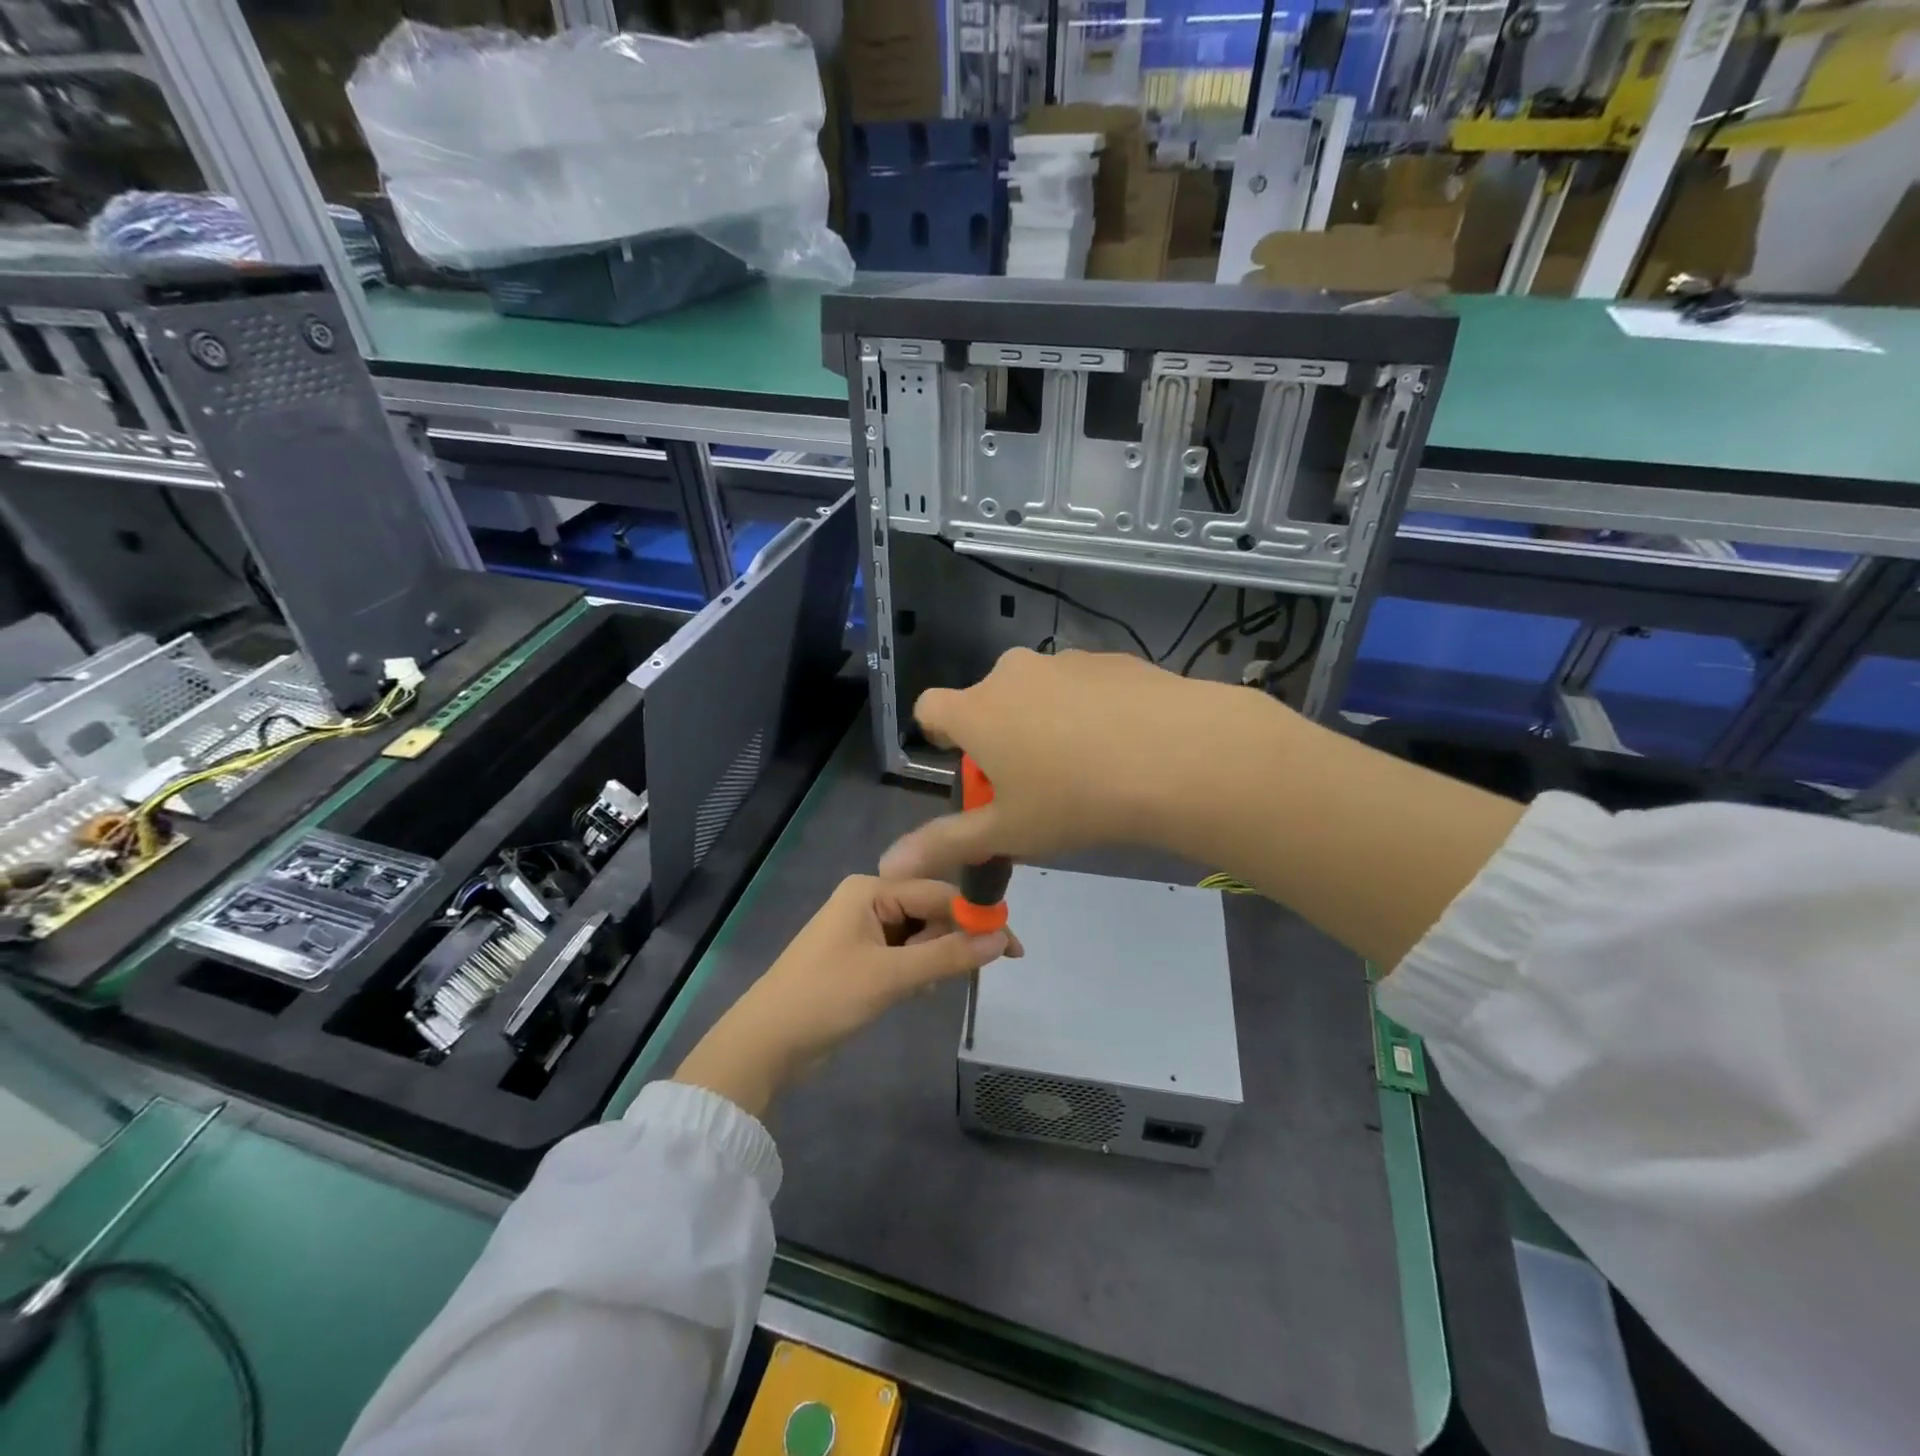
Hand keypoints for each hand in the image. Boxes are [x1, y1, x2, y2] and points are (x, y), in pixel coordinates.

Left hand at [672, 876, 1018, 1117]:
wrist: (765, 1044)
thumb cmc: (825, 998)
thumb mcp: (892, 976)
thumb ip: (948, 956)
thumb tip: (1002, 939)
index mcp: (871, 889)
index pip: (938, 893)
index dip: (976, 918)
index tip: (1012, 948)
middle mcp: (868, 900)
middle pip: (930, 912)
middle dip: (951, 942)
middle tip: (969, 974)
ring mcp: (863, 930)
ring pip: (919, 936)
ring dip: (933, 960)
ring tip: (925, 989)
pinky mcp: (861, 958)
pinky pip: (904, 954)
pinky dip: (916, 971)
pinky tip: (915, 993)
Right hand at [880, 647, 1282, 880]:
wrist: (1177, 756)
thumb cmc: (1076, 799)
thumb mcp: (1008, 831)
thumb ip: (946, 843)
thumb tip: (887, 863)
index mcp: (977, 710)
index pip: (930, 709)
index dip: (940, 737)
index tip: (970, 768)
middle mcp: (1012, 673)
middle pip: (988, 702)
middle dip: (999, 736)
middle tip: (1033, 782)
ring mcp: (1064, 661)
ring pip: (1038, 693)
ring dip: (1045, 721)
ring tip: (1085, 766)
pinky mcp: (1111, 659)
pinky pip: (1082, 686)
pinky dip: (1088, 709)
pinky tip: (1122, 744)